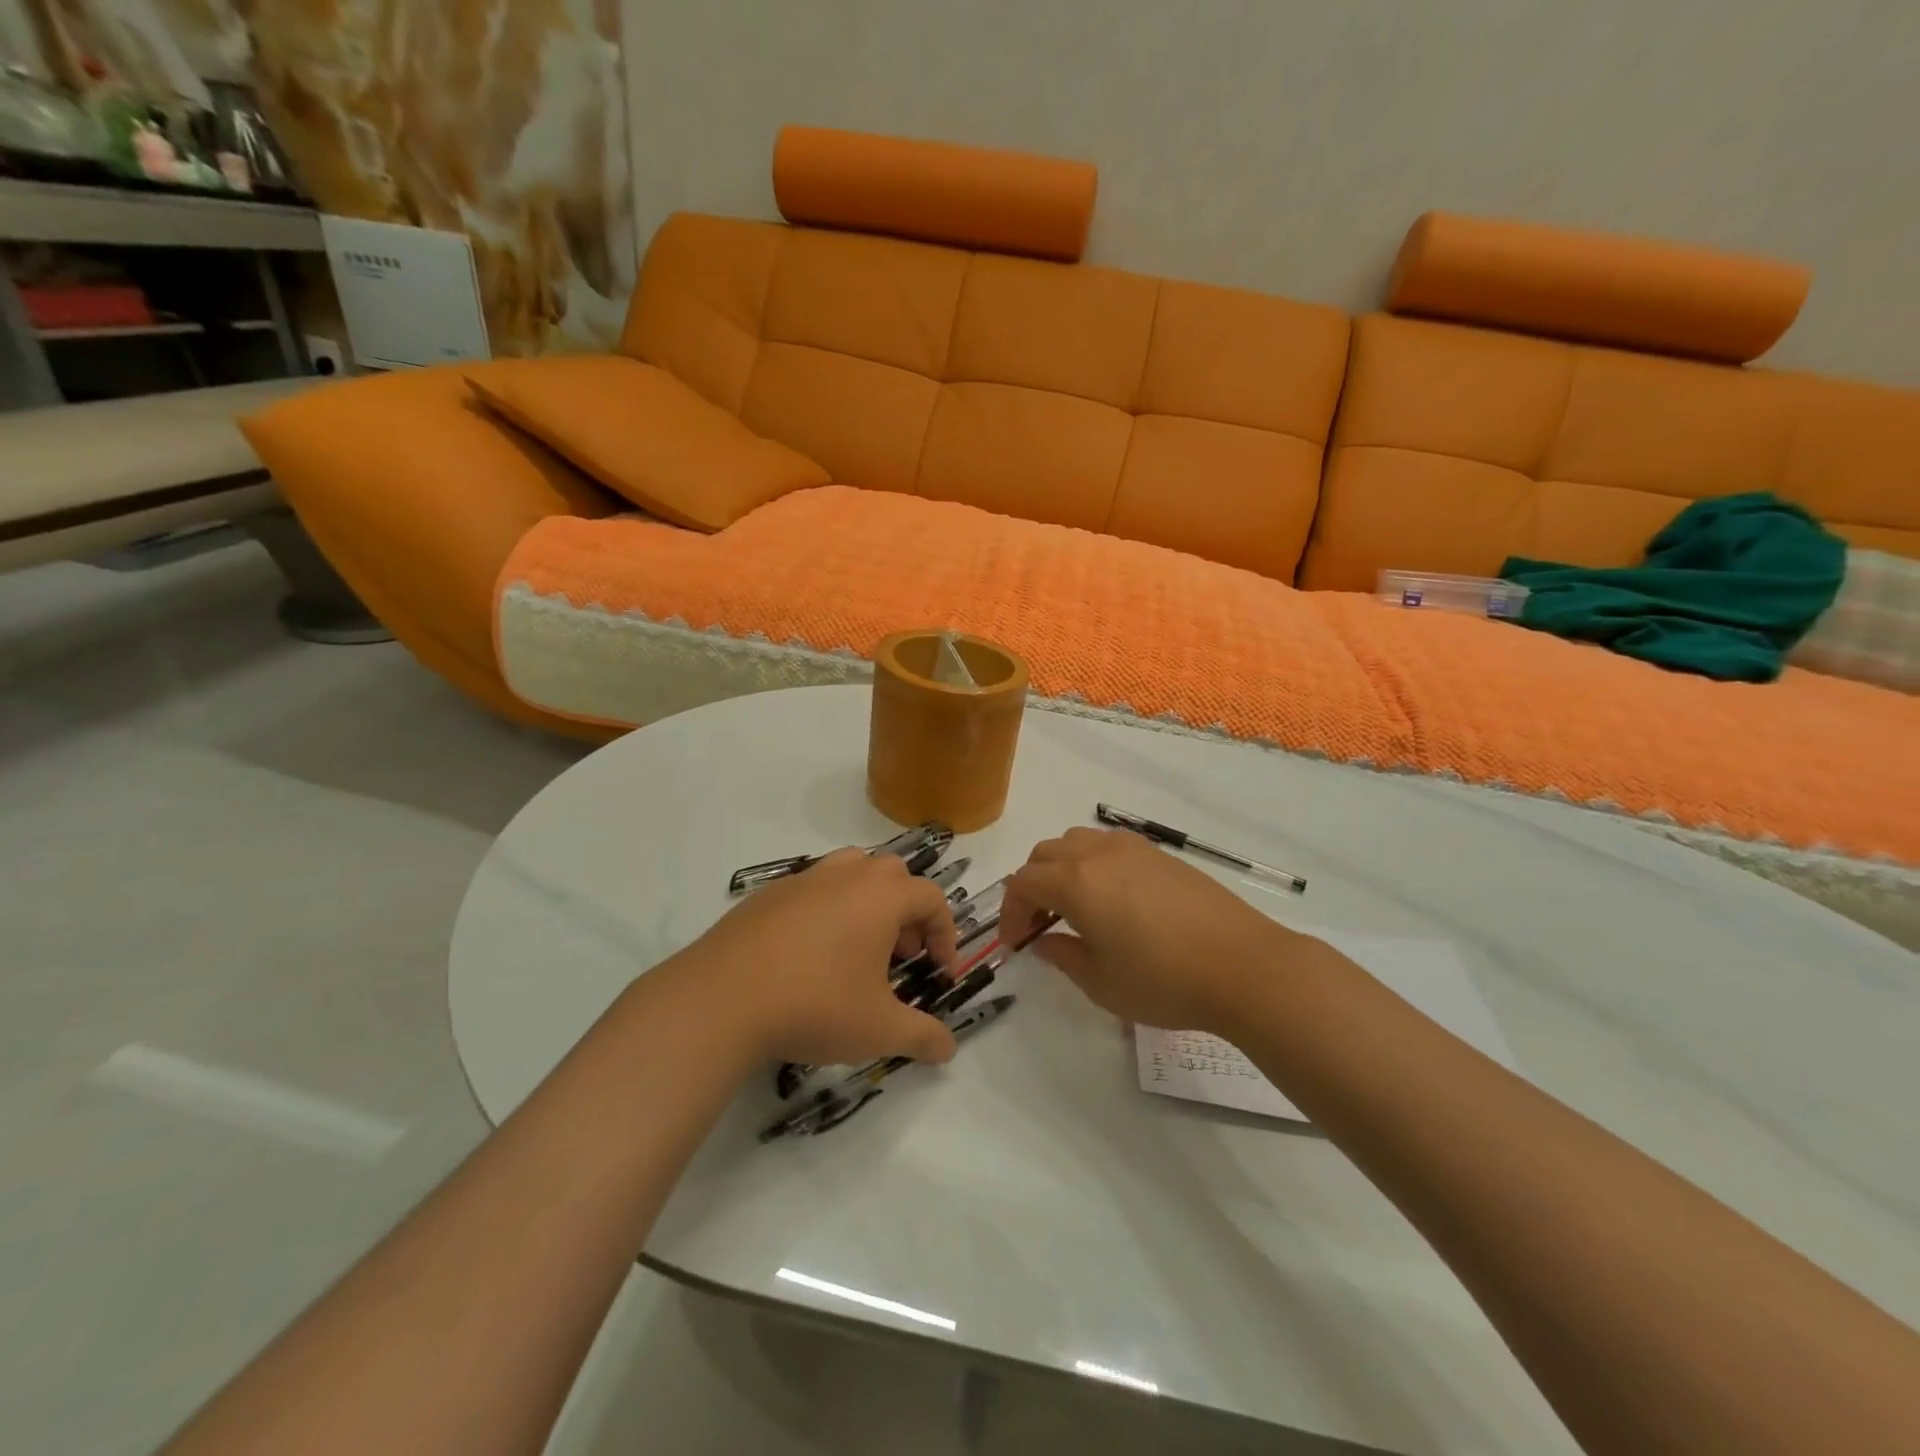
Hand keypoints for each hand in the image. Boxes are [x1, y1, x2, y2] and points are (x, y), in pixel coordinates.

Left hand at [667, 848, 959, 1066]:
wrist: (721, 999)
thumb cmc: (815, 1005)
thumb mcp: (879, 1029)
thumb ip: (922, 1036)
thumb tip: (948, 1048)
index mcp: (881, 896)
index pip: (932, 898)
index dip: (944, 934)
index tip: (938, 972)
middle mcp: (846, 875)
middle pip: (893, 875)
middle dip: (906, 913)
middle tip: (898, 956)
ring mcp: (803, 880)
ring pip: (850, 871)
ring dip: (866, 902)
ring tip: (856, 948)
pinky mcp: (767, 894)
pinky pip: (811, 890)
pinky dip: (825, 911)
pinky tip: (808, 956)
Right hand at [1001, 828, 1321, 1033]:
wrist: (1244, 965)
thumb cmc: (1164, 980)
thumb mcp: (1101, 983)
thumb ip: (1063, 956)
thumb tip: (1043, 941)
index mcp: (1076, 881)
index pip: (1023, 883)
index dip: (1010, 912)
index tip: (1015, 943)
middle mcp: (1098, 853)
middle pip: (1045, 854)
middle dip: (1031, 886)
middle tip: (1038, 924)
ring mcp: (1132, 848)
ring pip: (1076, 842)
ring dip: (1061, 868)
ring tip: (1073, 907)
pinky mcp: (1160, 854)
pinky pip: (1108, 845)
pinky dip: (1092, 864)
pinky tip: (1112, 899)